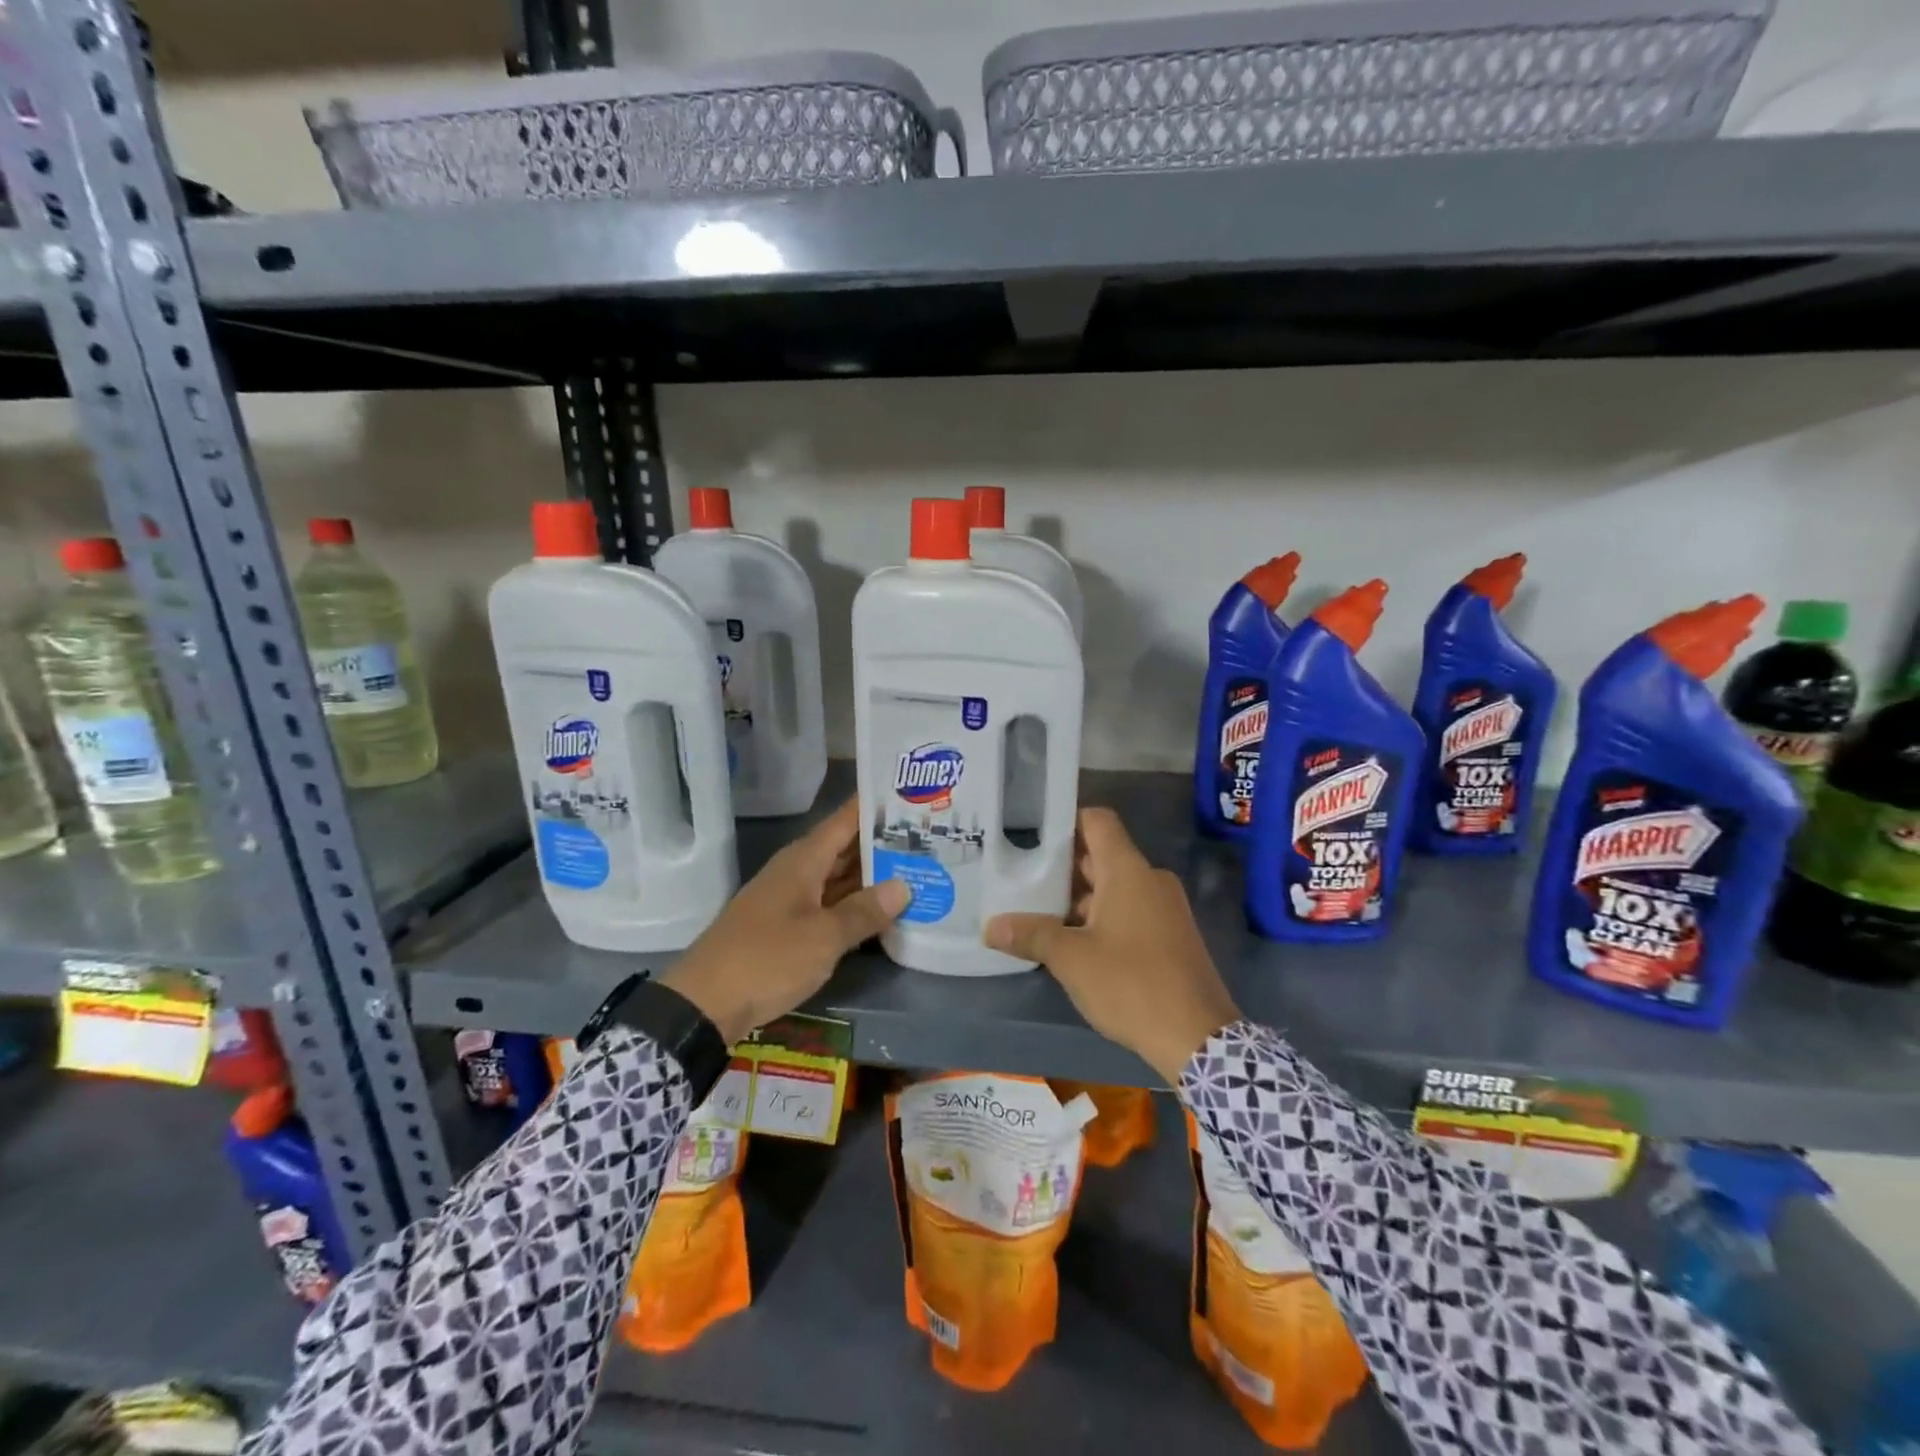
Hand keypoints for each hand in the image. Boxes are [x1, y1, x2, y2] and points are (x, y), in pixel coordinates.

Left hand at [660, 798, 908, 1044]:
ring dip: (871, 876)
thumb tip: (904, 886)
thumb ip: (864, 911)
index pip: (845, 820)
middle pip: (844, 848)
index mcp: (803, 861)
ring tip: (917, 869)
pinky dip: (854, 905)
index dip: (874, 805)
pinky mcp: (786, 928)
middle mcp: (797, 872)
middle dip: (882, 842)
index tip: (909, 792)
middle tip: (928, 836)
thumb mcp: (823, 937)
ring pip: (838, 878)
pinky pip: (829, 905)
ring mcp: (790, 900)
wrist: (705, 1004)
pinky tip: (883, 912)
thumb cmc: (767, 958)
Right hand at [985, 808, 1240, 1082]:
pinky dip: (1100, 917)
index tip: (1031, 834)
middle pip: (1101, 856)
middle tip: (1020, 878)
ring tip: (1037, 914)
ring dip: (1078, 899)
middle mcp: (1149, 880)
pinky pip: (1129, 910)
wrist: (1198, 1038)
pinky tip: (1072, 943)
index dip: (1065, 821)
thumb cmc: (1132, 984)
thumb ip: (1031, 935)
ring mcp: (1164, 908)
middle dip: (1061, 867)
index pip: (1097, 821)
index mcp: (1128, 871)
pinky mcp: (1171, 935)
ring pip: (1113, 887)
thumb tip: (990, 927)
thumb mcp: (1072, 960)